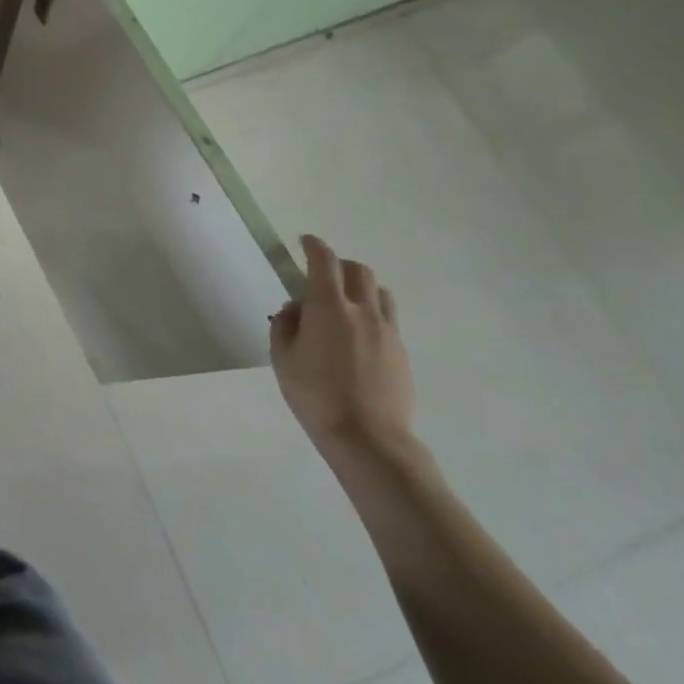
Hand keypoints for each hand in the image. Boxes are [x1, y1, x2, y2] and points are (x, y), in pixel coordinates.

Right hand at [270, 234, 415, 467]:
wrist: (369, 441)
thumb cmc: (316, 395)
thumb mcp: (282, 357)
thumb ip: (285, 325)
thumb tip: (296, 310)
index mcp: (329, 306)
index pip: (323, 260)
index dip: (313, 246)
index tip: (304, 242)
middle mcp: (362, 311)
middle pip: (358, 271)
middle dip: (339, 265)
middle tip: (322, 275)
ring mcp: (387, 332)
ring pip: (379, 293)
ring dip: (361, 288)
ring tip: (345, 305)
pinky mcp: (401, 354)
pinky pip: (387, 320)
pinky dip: (372, 315)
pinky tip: (358, 338)